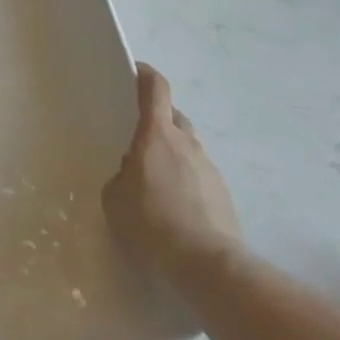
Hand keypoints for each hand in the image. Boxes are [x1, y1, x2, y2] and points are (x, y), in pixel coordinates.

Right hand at [102, 63, 243, 283]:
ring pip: (188, 148)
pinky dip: (187, 182)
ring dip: (174, 155)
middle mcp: (186, 143)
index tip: (136, 71)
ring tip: (157, 182)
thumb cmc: (152, 224)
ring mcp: (209, 169)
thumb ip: (121, 176)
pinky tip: (176, 209)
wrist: (206, 267)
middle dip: (159, 121)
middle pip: (174, 117)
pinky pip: (200, 177)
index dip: (146, 75)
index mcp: (157, 134)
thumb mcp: (115, 198)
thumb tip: (132, 173)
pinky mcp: (224, 196)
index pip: (156, 88)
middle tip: (141, 139)